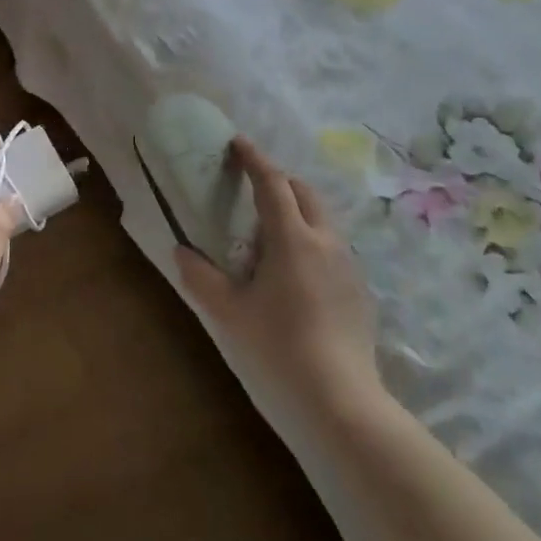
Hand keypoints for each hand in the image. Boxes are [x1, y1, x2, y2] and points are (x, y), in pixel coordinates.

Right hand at [175, 138, 379, 414]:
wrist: (341, 398)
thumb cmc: (278, 347)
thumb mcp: (230, 312)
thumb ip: (201, 278)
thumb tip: (181, 252)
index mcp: (292, 238)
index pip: (272, 183)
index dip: (254, 159)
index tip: (238, 142)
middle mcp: (325, 240)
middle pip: (304, 191)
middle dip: (278, 180)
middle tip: (251, 188)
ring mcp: (348, 263)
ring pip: (322, 217)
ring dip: (296, 209)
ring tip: (270, 232)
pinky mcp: (359, 288)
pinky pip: (332, 245)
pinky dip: (311, 237)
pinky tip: (295, 271)